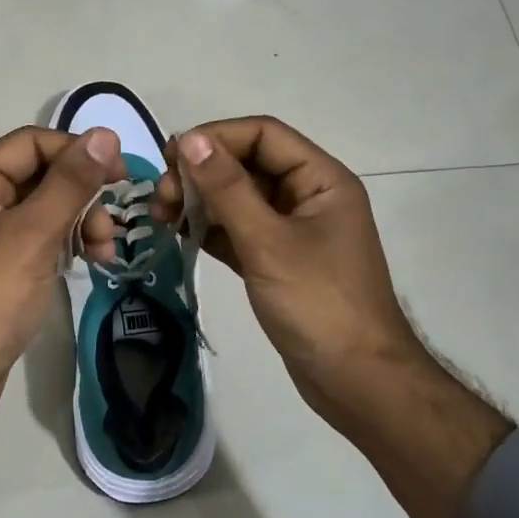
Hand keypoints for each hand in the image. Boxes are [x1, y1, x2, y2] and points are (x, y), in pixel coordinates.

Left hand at [0, 124, 124, 445]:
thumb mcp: (33, 235)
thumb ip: (70, 183)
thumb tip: (106, 134)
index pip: (32, 143)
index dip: (77, 151)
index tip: (120, 173)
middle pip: (43, 175)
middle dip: (83, 194)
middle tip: (112, 225)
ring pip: (48, 207)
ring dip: (83, 220)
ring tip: (106, 250)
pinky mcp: (4, 264)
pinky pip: (44, 236)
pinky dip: (70, 242)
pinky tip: (93, 260)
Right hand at [153, 117, 424, 435]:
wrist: (357, 382)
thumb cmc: (319, 304)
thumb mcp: (268, 242)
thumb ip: (227, 189)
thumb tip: (190, 139)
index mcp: (321, 179)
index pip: (263, 134)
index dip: (217, 137)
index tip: (171, 158)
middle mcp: (308, 196)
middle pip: (247, 164)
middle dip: (202, 173)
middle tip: (161, 197)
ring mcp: (292, 230)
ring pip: (239, 198)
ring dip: (200, 201)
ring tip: (161, 216)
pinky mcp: (277, 260)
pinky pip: (238, 230)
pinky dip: (210, 229)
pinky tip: (179, 234)